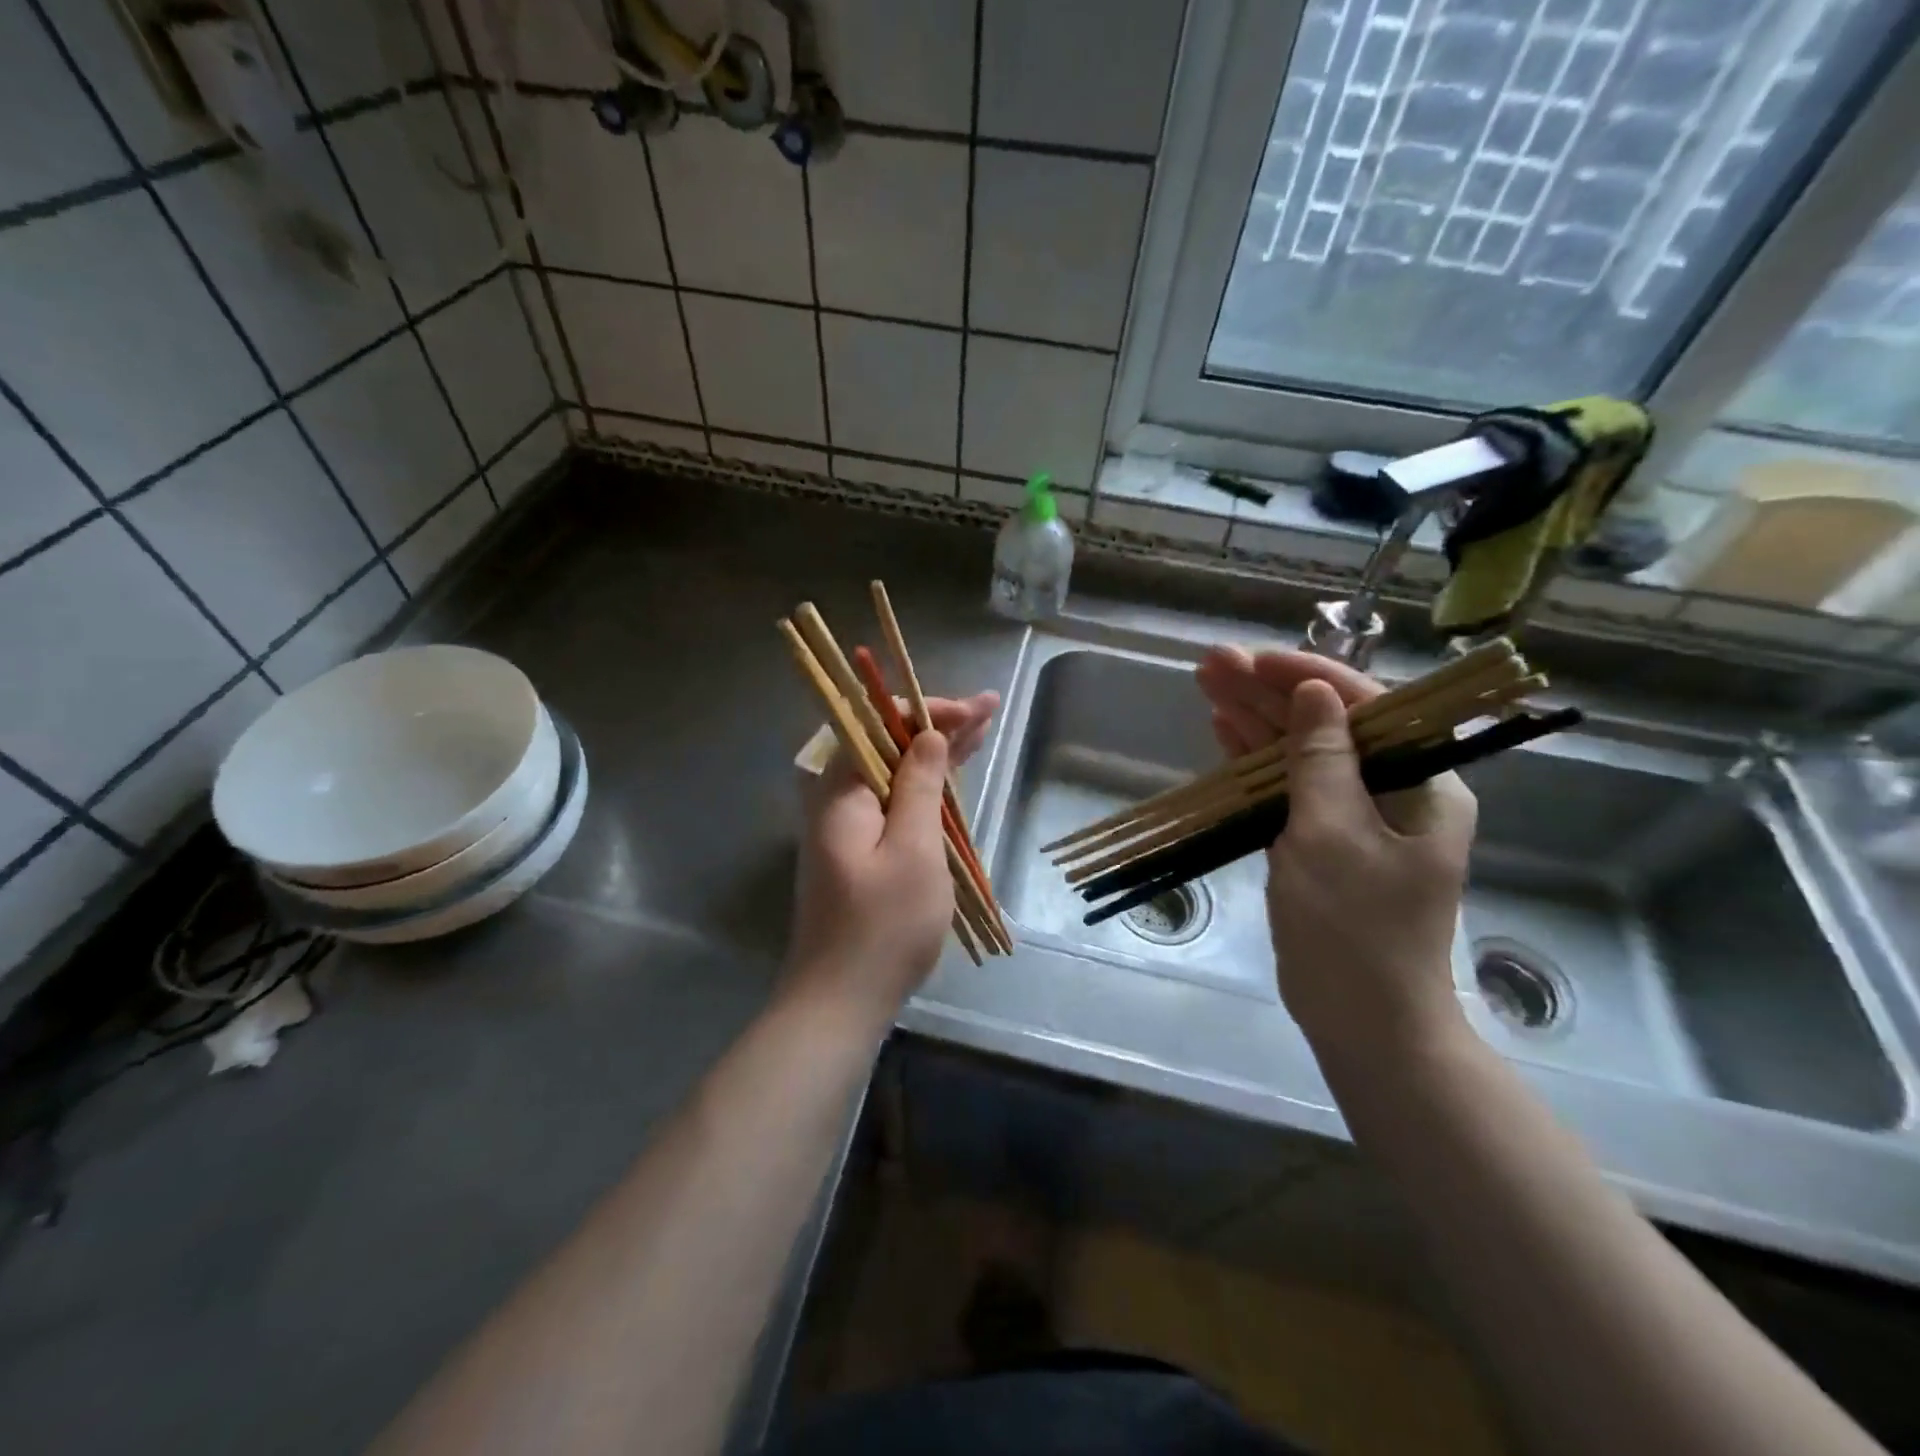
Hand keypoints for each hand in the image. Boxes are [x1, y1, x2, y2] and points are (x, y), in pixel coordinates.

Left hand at [787, 693, 998, 1019]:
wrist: (841, 1001)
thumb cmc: (884, 926)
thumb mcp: (913, 850)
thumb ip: (919, 786)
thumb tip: (927, 735)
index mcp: (840, 792)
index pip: (878, 725)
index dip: (926, 712)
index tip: (970, 711)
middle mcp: (837, 802)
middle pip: (888, 747)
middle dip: (938, 727)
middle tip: (987, 707)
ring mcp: (847, 829)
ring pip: (894, 776)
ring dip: (936, 755)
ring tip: (981, 729)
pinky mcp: (859, 854)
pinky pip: (894, 806)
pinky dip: (925, 790)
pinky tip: (951, 779)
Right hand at [1196, 647, 1474, 1057]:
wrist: (1362, 1021)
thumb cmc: (1355, 928)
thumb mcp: (1333, 835)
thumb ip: (1321, 760)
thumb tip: (1314, 693)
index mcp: (1421, 784)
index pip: (1367, 707)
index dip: (1308, 676)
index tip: (1256, 660)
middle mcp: (1391, 792)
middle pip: (1326, 726)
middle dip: (1269, 694)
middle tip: (1212, 664)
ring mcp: (1352, 819)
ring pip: (1300, 755)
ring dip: (1255, 722)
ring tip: (1207, 685)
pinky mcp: (1320, 844)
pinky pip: (1287, 790)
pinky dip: (1256, 764)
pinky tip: (1224, 733)